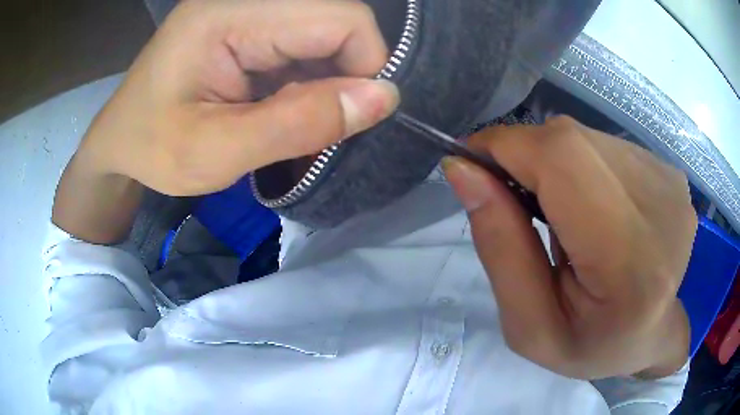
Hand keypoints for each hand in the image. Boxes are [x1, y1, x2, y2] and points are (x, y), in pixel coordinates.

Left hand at [53, 0, 398, 241]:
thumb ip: (298, 124)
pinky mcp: (249, 27)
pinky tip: (284, 108)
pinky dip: (310, 81)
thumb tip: (383, 98)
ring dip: (327, 82)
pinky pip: (305, 45)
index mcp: (230, 15)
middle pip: (337, 22)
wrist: (120, 141)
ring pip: (326, 35)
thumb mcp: (215, 152)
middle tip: (315, 127)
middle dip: (345, 77)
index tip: (349, 120)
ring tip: (292, 121)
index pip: (340, 18)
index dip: (365, 66)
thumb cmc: (153, 149)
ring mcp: (248, 10)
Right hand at [444, 116, 695, 379]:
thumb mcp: (529, 326)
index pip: (561, 159)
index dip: (506, 146)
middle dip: (526, 157)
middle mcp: (660, 206)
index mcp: (628, 262)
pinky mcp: (670, 171)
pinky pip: (607, 145)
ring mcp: (670, 181)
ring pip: (586, 137)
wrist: (653, 334)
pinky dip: (584, 165)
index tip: (471, 164)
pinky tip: (594, 206)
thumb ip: (500, 248)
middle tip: (515, 200)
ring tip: (563, 214)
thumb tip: (463, 171)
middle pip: (571, 140)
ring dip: (557, 164)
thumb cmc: (592, 344)